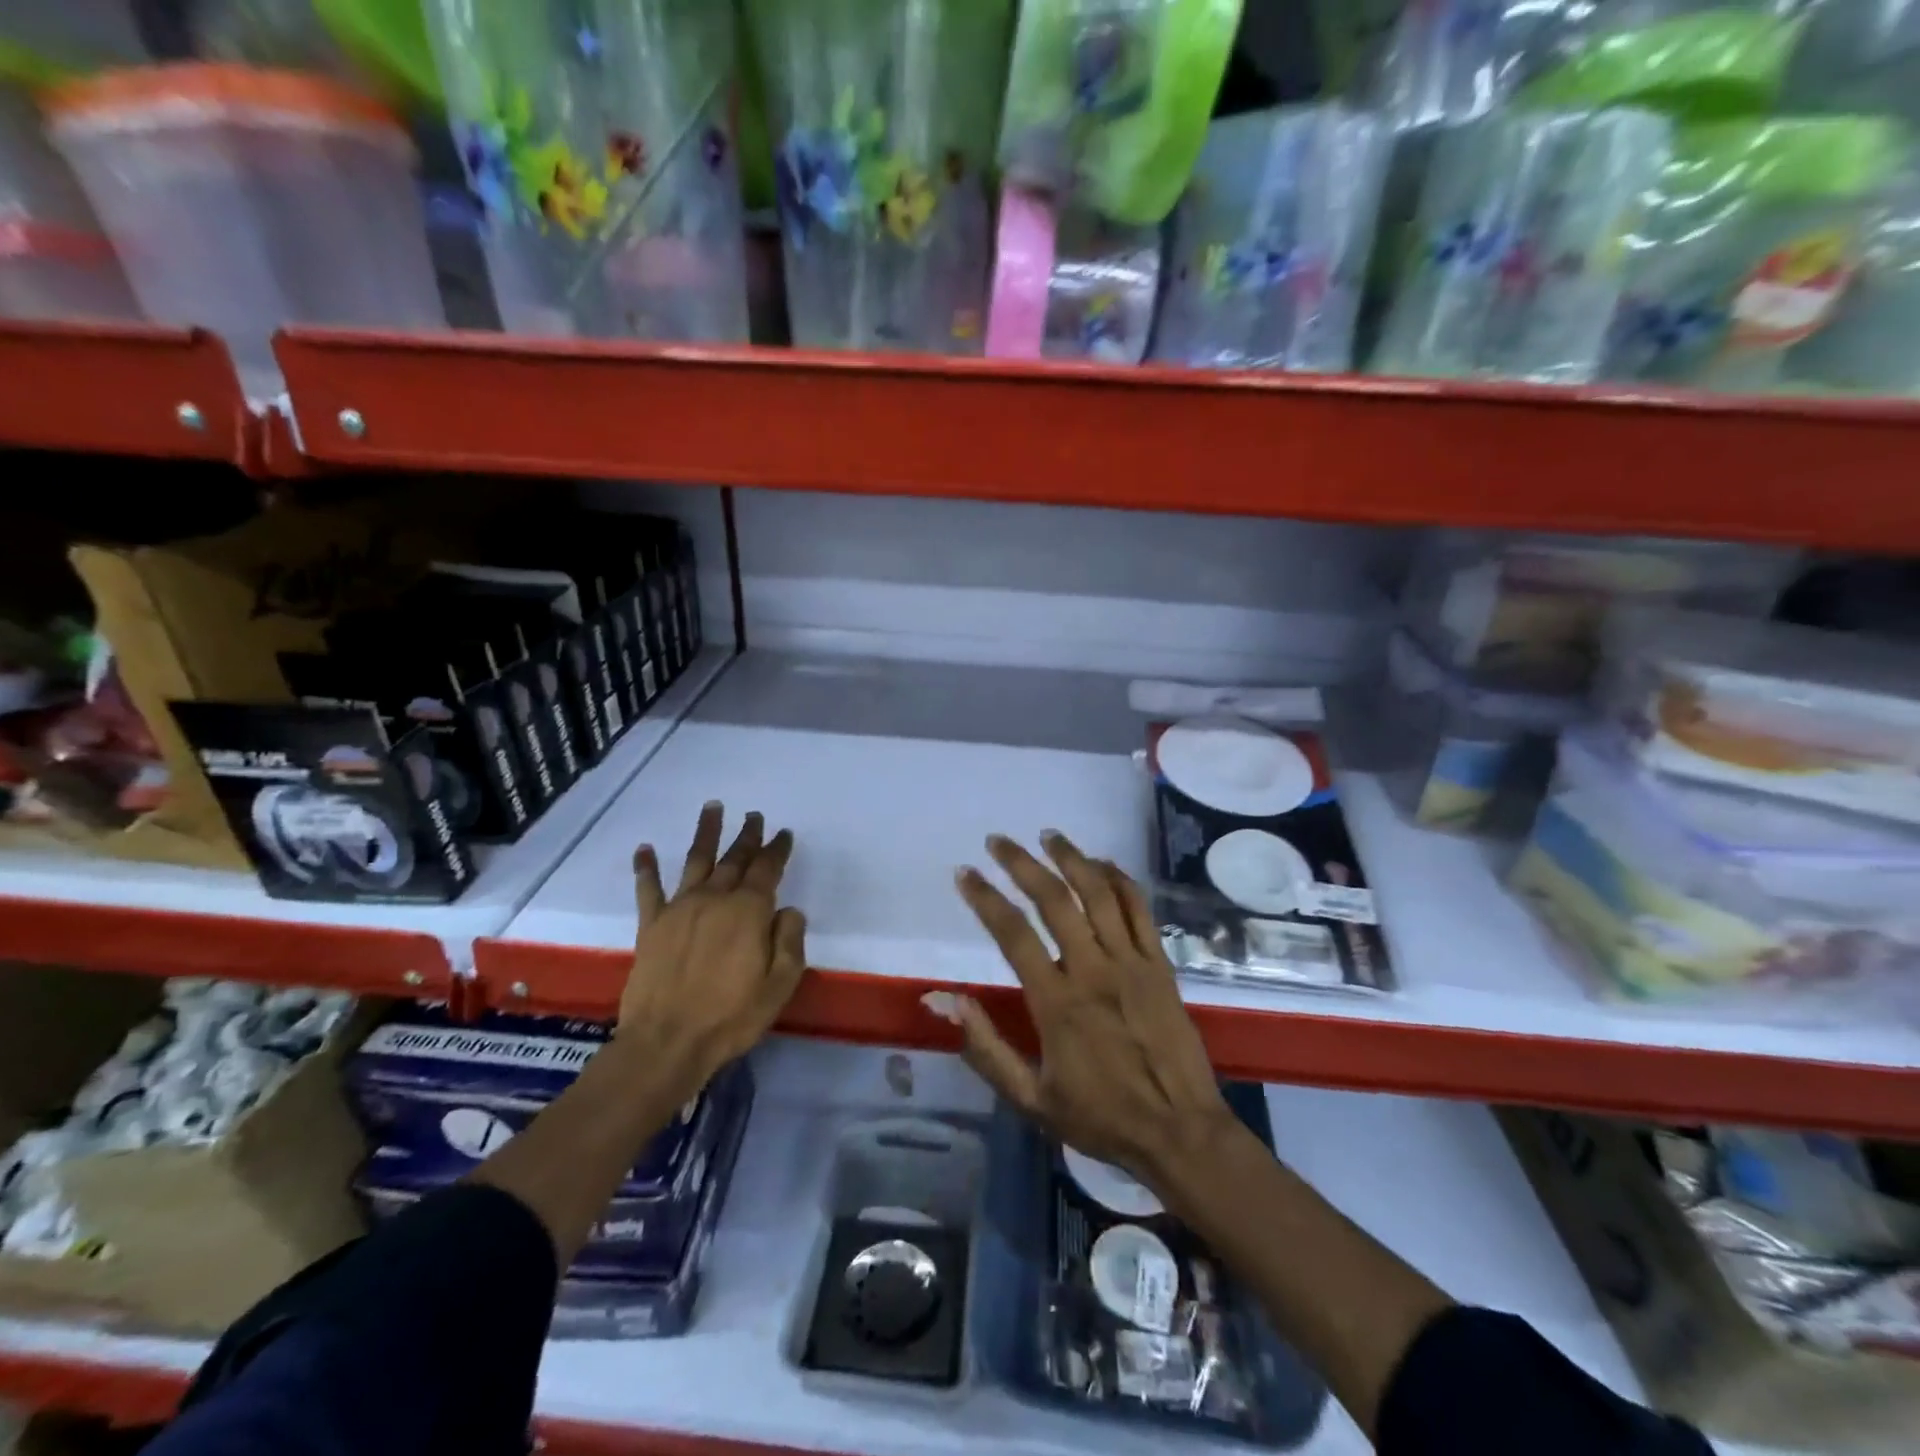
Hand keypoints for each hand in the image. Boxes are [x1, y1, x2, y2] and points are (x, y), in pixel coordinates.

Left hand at [621, 802, 807, 1085]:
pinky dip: (646, 868)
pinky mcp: (652, 925)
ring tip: (712, 807)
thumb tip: (788, 910)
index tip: (784, 833)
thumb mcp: (781, 983)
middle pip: (734, 858)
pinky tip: (644, 849)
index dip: (777, 849)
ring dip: (705, 833)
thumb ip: (790, 940)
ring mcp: (680, 909)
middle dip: (747, 836)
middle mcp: (715, 899)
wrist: (668, 1042)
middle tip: (754, 816)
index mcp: (749, 911)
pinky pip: (648, 889)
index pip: (767, 870)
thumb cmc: (732, 1016)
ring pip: (695, 860)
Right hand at [943, 830, 1234, 1192]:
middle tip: (998, 840)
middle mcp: (1093, 970)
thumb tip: (944, 1000)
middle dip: (1021, 863)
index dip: (984, 898)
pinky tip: (1103, 863)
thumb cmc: (1102, 1118)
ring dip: (1071, 858)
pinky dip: (1120, 879)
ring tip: (1048, 835)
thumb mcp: (1031, 1098)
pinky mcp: (1161, 965)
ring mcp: (1131, 962)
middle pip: (1054, 899)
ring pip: (1099, 893)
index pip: (1012, 934)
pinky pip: (1139, 910)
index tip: (965, 873)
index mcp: (1057, 1002)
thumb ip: (986, 1048)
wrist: (1181, 1133)